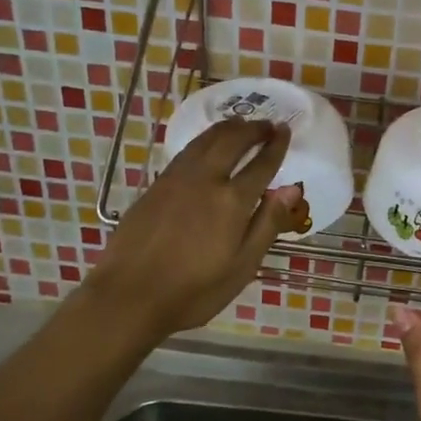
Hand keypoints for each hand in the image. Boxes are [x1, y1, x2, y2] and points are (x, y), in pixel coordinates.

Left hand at [86, 118, 304, 342]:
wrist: (129, 296)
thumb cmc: (194, 291)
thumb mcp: (242, 266)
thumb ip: (268, 223)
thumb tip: (292, 189)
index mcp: (231, 201)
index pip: (261, 164)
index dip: (275, 145)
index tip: (285, 130)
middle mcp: (205, 179)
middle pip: (231, 141)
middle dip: (252, 129)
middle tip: (267, 125)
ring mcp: (176, 179)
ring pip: (205, 140)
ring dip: (227, 129)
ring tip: (240, 125)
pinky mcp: (156, 186)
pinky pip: (187, 151)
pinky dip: (204, 140)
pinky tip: (207, 146)